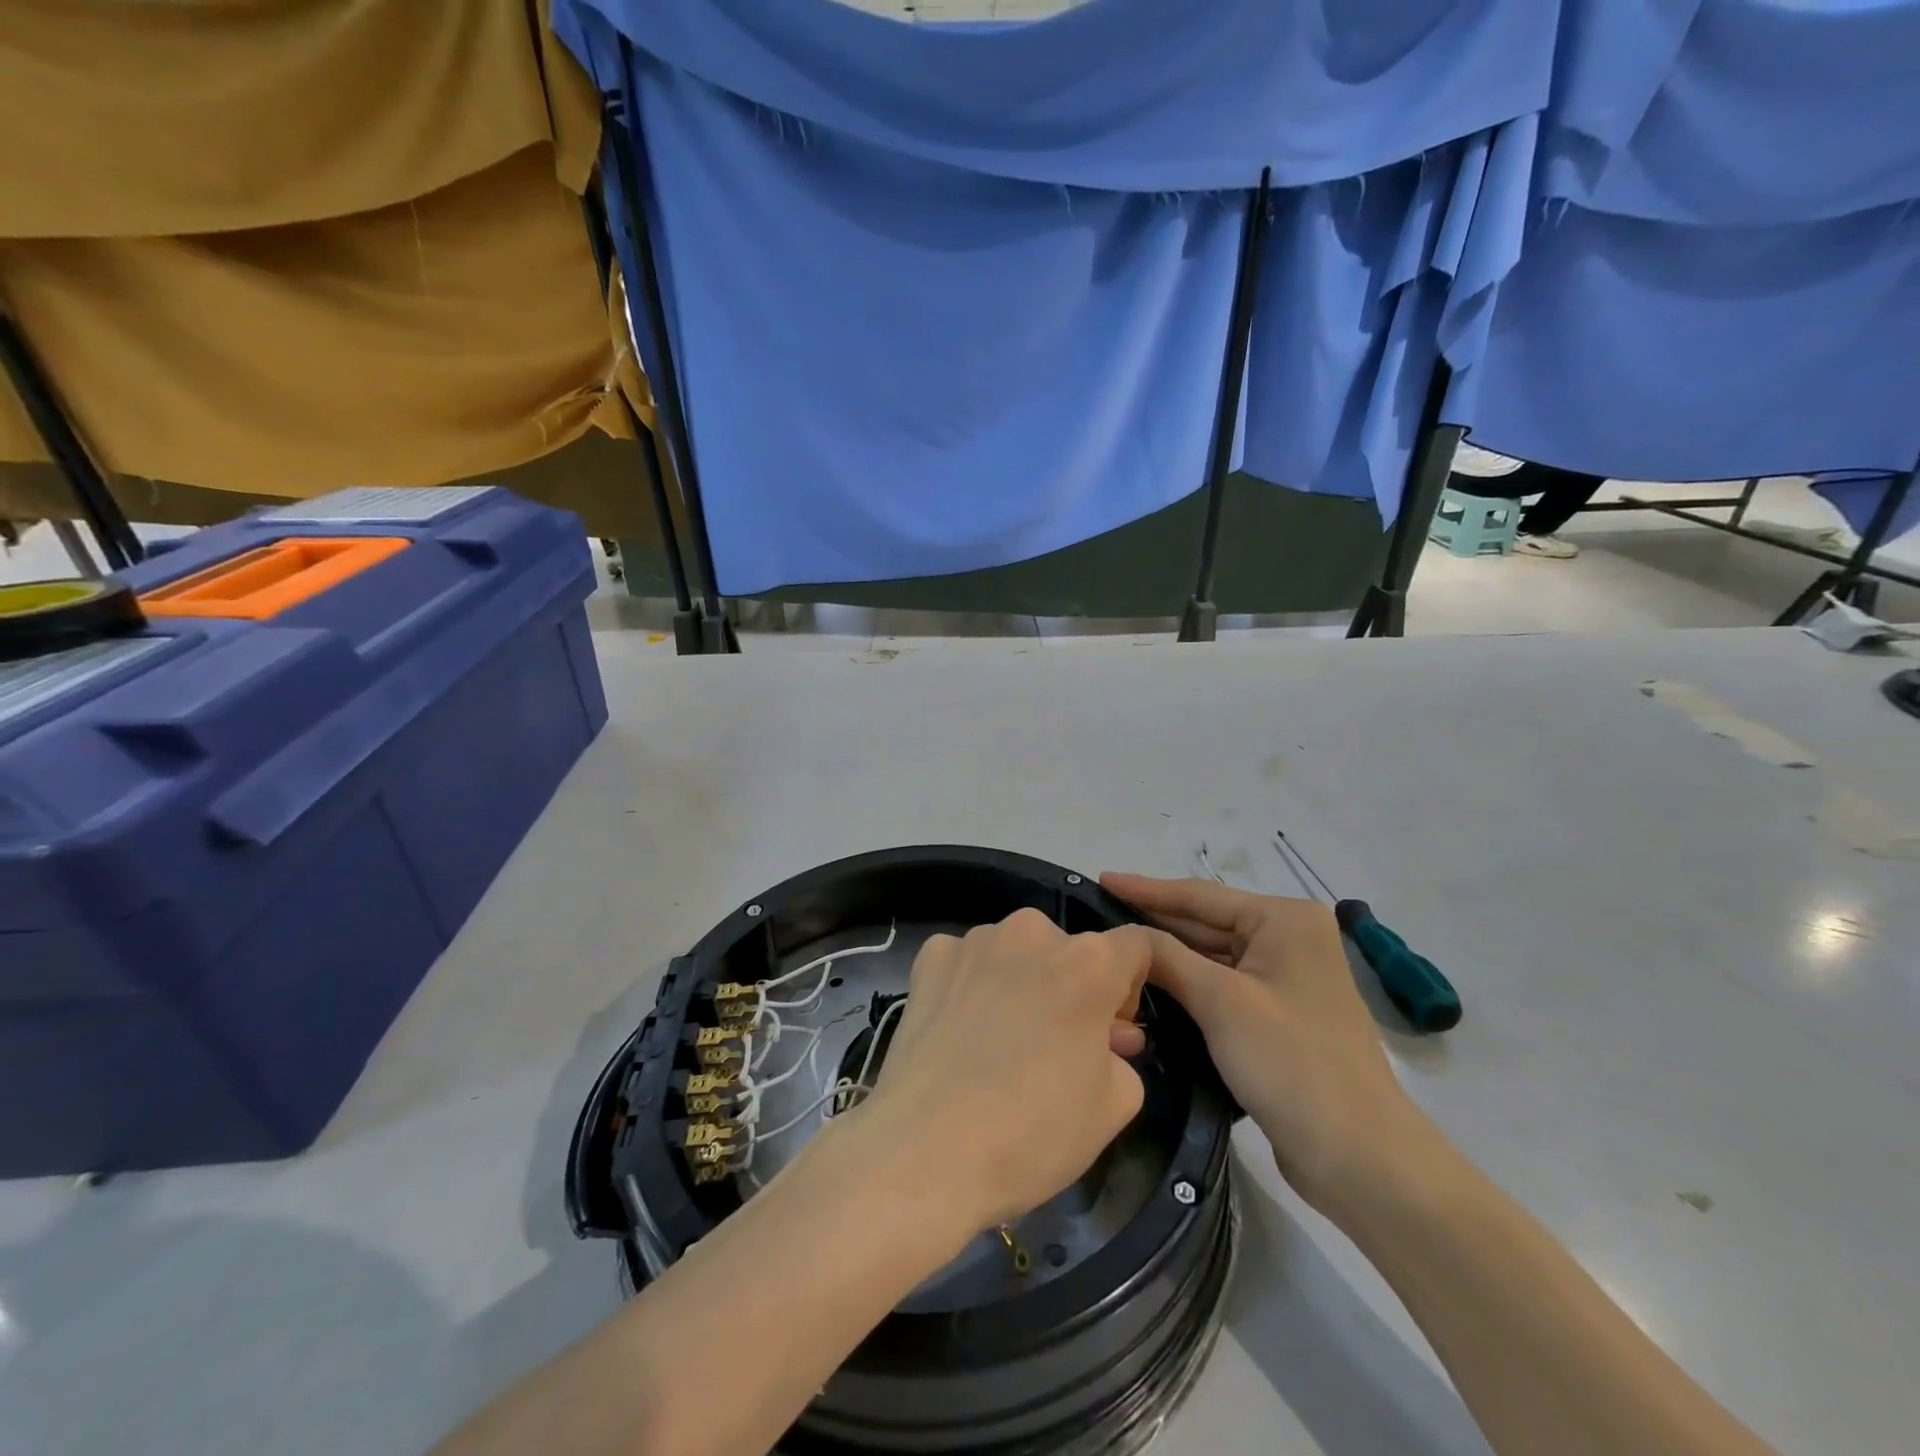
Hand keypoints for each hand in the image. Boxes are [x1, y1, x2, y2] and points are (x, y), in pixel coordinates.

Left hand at [857, 909, 1150, 1230]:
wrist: (924, 1151)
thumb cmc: (1032, 1132)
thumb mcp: (1113, 1106)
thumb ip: (1122, 1054)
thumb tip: (1107, 1036)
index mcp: (1088, 962)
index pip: (1135, 945)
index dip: (1135, 984)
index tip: (1115, 1027)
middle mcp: (1032, 931)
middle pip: (1069, 950)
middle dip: (1074, 989)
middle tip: (1060, 1046)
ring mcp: (975, 939)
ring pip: (1016, 953)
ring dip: (1022, 983)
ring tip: (1001, 1043)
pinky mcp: (930, 956)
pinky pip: (967, 961)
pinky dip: (973, 984)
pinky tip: (961, 1030)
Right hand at [1101, 873, 1422, 1213]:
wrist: (1359, 1157)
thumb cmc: (1291, 1063)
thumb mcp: (1220, 1001)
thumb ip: (1167, 958)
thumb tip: (1123, 937)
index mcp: (1285, 920)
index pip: (1200, 895)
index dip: (1145, 889)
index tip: (1100, 878)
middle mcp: (1289, 938)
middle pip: (1207, 922)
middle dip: (1154, 921)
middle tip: (1099, 913)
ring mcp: (1286, 977)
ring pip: (1212, 955)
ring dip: (1168, 954)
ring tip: (1115, 946)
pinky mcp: (1279, 1014)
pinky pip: (1222, 984)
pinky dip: (1188, 983)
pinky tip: (1150, 983)